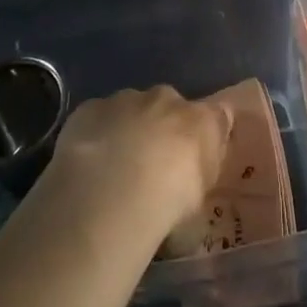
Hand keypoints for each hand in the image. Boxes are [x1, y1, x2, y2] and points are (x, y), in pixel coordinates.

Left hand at [45, 85, 233, 240]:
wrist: (113, 193)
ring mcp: (126, 99)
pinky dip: (96, 134)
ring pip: (130, 109)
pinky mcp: (91, 107)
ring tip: (113, 171)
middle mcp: (167, 100)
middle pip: (169, 107)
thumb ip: (196, 185)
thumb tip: (189, 188)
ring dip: (127, 130)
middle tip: (150, 168)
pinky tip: (87, 166)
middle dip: (162, 130)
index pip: (218, 115)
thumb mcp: (197, 208)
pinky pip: (97, 118)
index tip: (198, 155)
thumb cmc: (168, 205)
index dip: (208, 133)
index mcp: (202, 121)